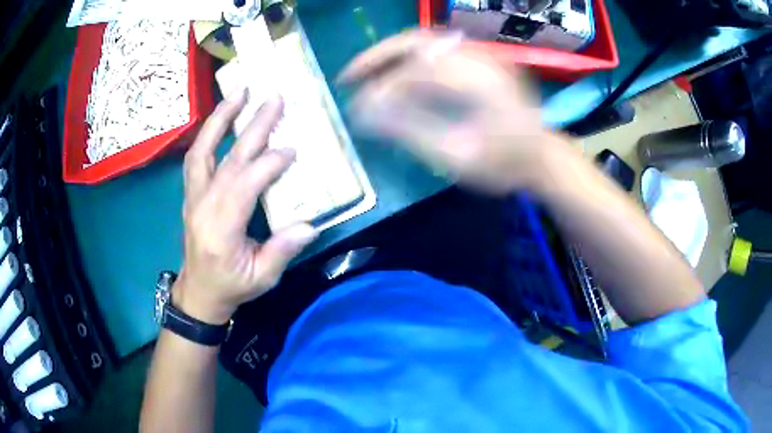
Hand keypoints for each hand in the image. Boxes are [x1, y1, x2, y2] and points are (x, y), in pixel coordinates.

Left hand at [174, 90, 317, 324]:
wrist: (198, 292)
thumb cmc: (231, 286)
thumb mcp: (262, 278)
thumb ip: (282, 251)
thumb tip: (310, 225)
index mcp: (221, 229)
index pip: (244, 186)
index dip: (269, 164)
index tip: (292, 150)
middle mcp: (203, 206)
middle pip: (228, 159)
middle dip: (252, 127)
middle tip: (273, 99)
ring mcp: (193, 197)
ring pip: (202, 150)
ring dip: (220, 118)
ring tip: (239, 92)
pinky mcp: (191, 192)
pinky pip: (196, 156)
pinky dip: (209, 133)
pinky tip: (222, 117)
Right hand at [339, 30, 557, 193]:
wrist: (543, 158)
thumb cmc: (504, 165)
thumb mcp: (457, 156)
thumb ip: (410, 130)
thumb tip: (365, 111)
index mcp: (476, 82)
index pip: (414, 72)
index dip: (380, 88)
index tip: (356, 109)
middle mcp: (478, 59)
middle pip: (416, 41)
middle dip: (377, 56)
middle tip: (348, 76)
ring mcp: (482, 56)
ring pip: (425, 42)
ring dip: (391, 55)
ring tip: (366, 75)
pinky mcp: (482, 61)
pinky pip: (438, 51)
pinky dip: (410, 60)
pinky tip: (397, 77)